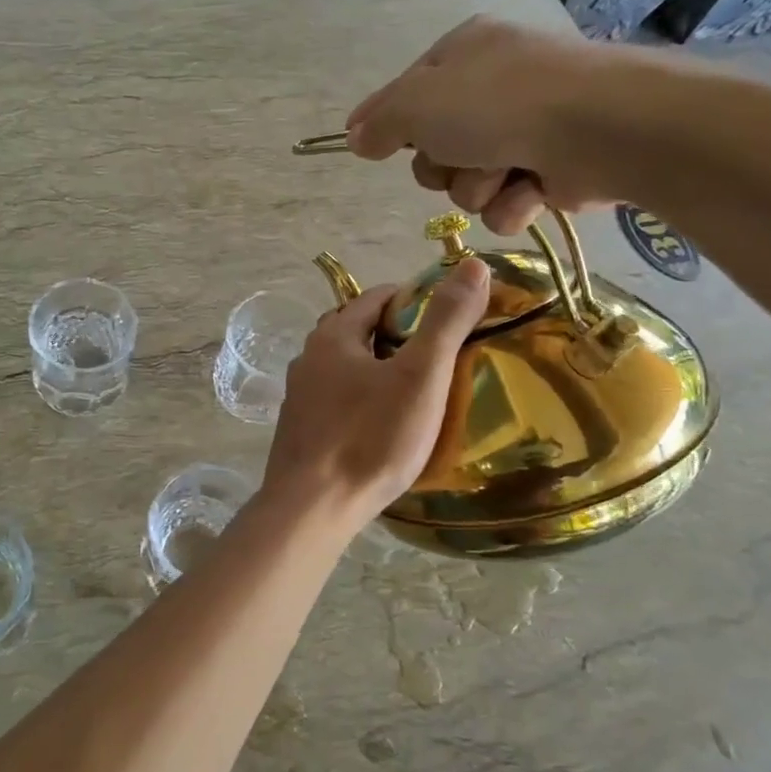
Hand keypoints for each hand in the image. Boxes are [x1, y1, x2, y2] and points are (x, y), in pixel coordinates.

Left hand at [258, 257, 490, 532]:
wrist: (312, 508)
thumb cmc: (370, 438)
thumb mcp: (419, 377)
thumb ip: (446, 321)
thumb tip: (471, 264)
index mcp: (332, 336)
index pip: (377, 297)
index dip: (416, 300)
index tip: (451, 319)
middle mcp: (308, 358)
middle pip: (359, 330)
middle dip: (397, 335)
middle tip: (439, 358)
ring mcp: (299, 396)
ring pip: (346, 367)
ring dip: (379, 369)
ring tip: (417, 392)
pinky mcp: (300, 430)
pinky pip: (337, 400)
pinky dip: (363, 399)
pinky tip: (383, 425)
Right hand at [346, 15, 668, 232]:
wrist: (598, 128)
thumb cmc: (497, 103)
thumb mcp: (417, 103)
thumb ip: (379, 121)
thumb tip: (354, 137)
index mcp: (463, 54)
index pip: (406, 94)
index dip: (389, 123)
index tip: (370, 145)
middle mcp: (494, 87)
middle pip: (434, 148)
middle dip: (442, 164)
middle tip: (459, 155)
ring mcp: (525, 130)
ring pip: (467, 183)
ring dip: (477, 186)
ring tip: (504, 171)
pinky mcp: (552, 172)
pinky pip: (505, 204)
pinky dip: (513, 203)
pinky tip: (532, 189)